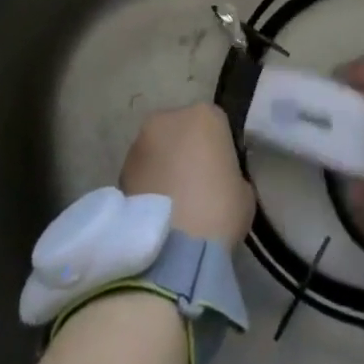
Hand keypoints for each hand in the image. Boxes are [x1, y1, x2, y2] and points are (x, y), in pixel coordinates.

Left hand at [119, 103, 254, 249]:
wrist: (175, 249)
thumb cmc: (220, 211)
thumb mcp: (243, 191)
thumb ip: (230, 174)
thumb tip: (217, 180)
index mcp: (205, 115)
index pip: (216, 125)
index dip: (219, 149)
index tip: (221, 173)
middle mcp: (169, 118)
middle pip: (182, 131)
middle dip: (186, 152)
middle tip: (196, 186)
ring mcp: (140, 142)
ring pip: (157, 150)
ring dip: (164, 167)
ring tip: (173, 204)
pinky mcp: (120, 169)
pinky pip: (142, 172)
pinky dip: (148, 185)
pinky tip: (157, 213)